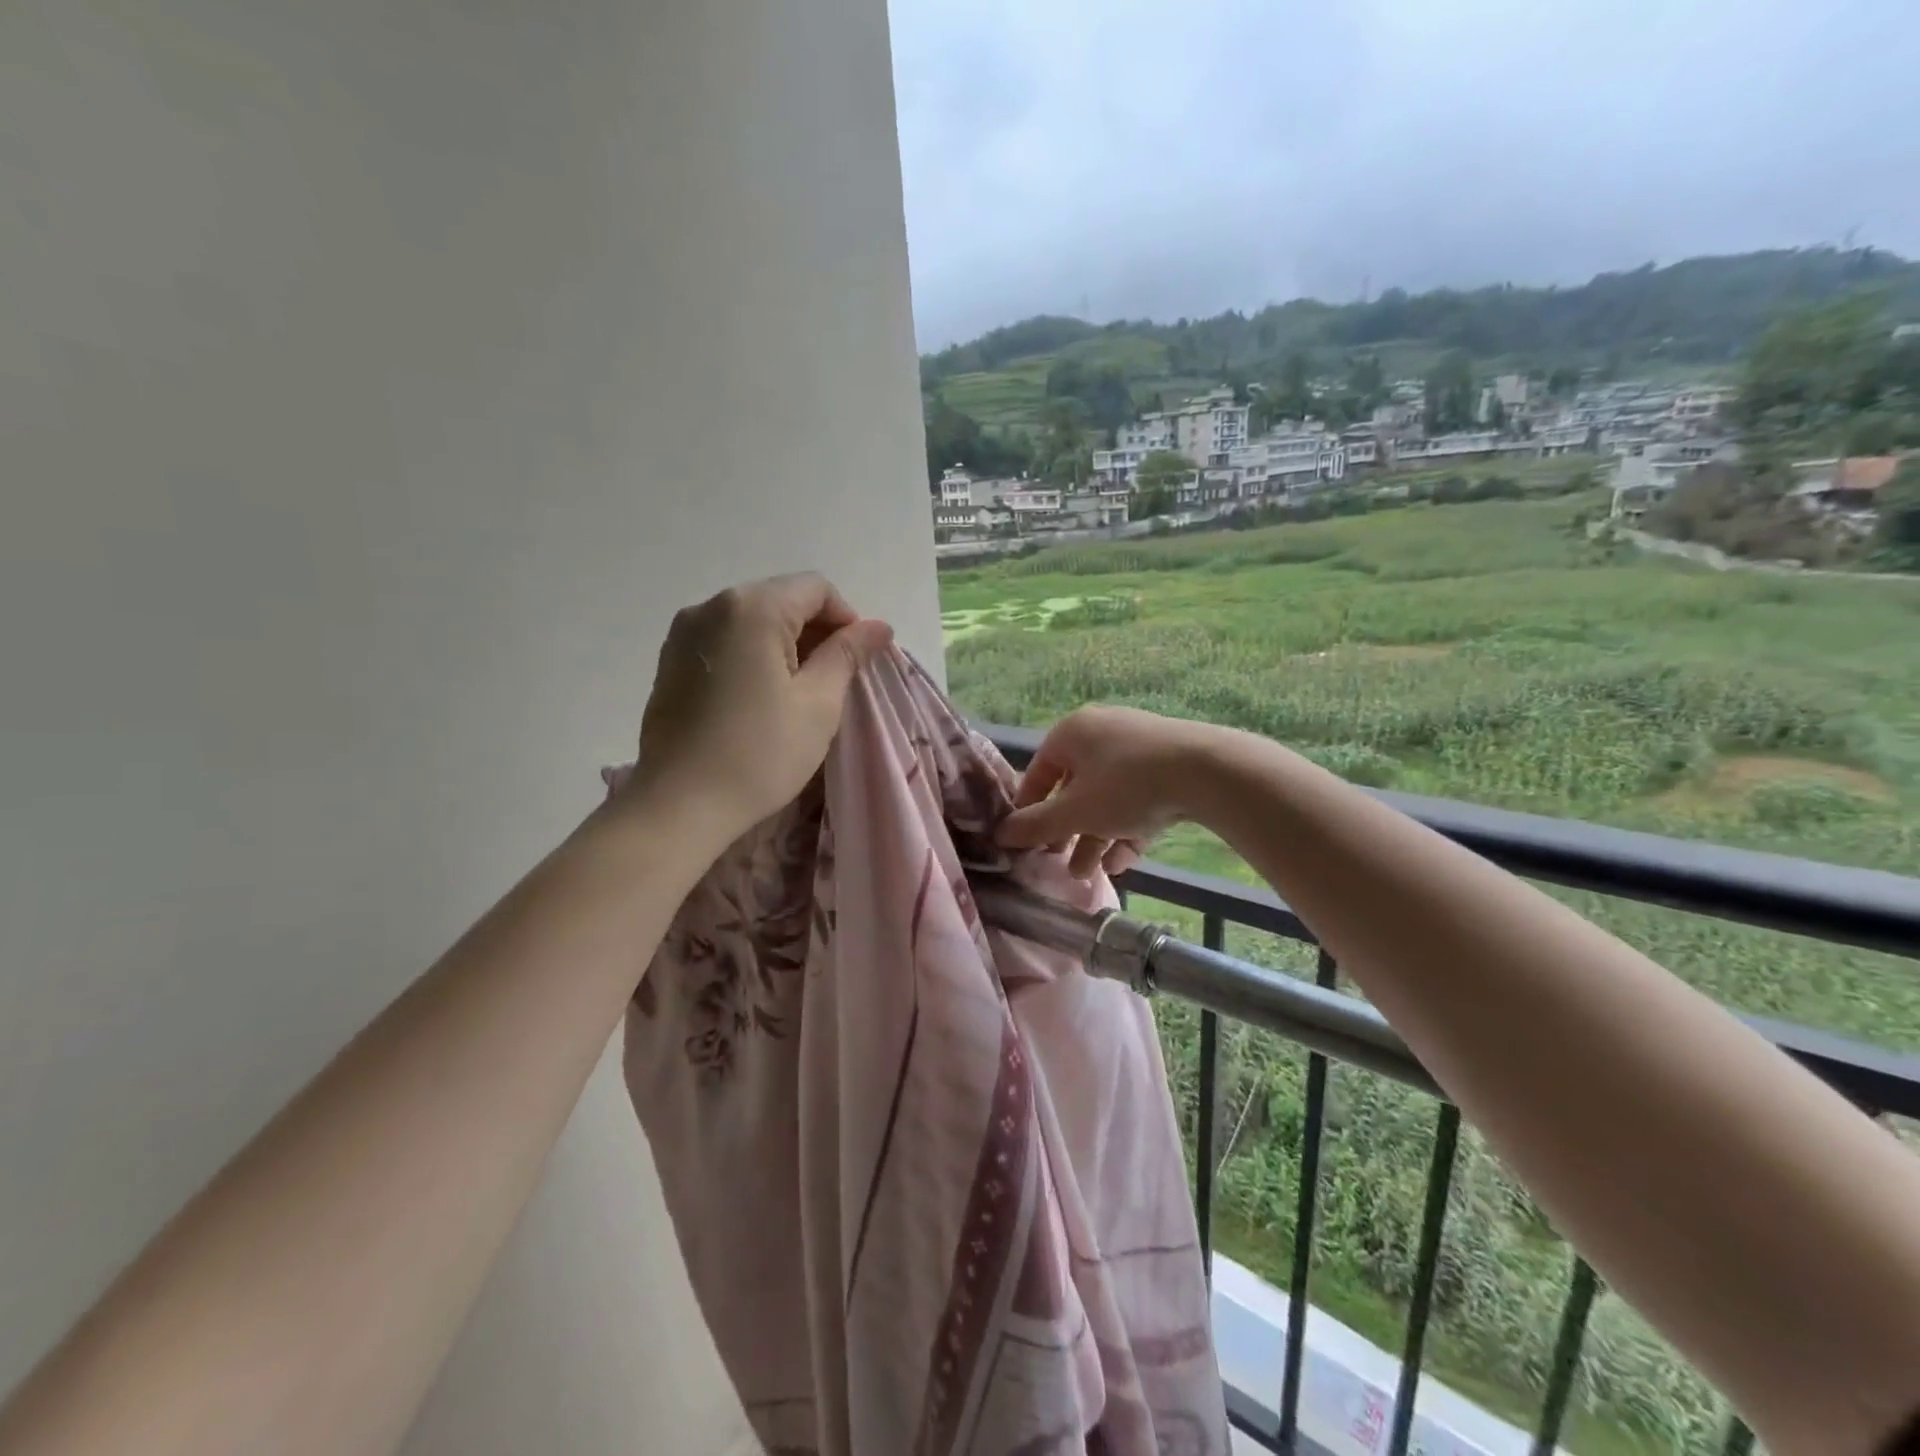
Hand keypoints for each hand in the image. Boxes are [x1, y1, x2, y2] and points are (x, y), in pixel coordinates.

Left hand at [630, 573, 893, 838]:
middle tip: (833, 681)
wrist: (680, 805)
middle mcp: (711, 606)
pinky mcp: (670, 662)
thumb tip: (877, 626)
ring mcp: (683, 634)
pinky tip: (759, 699)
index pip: (815, 588)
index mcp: (752, 608)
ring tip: (797, 693)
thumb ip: (848, 654)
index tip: (857, 662)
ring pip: (752, 621)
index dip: (847, 619)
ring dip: (784, 645)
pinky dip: (752, 657)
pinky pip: (724, 642)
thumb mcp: (819, 703)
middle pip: (781, 599)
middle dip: (815, 631)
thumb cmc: (760, 753)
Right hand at [996, 705, 1216, 877]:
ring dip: (1094, 837)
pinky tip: (1123, 863)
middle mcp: (1102, 734)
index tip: (1025, 842)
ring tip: (1087, 874)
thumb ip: (1035, 825)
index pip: (1038, 772)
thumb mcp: (1074, 812)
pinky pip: (1137, 800)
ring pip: (1107, 799)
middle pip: (1074, 788)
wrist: (1207, 772)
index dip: (1028, 810)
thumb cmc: (1126, 786)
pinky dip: (1126, 829)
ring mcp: (1138, 749)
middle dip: (1066, 832)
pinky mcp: (1168, 767)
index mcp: (1072, 733)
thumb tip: (1001, 834)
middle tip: (1058, 862)